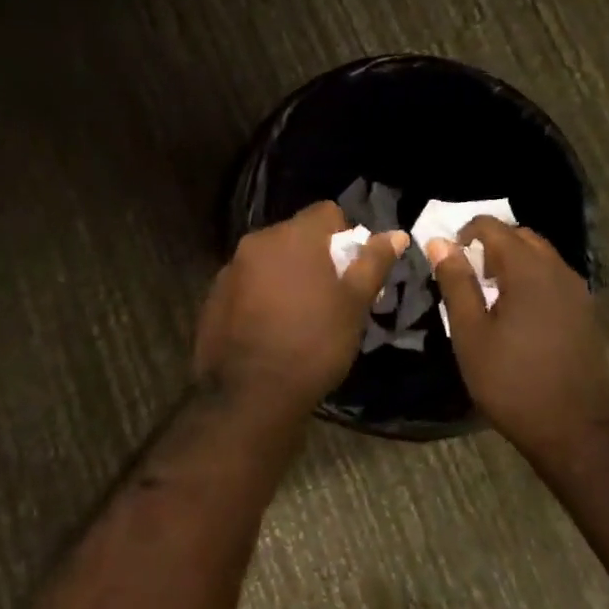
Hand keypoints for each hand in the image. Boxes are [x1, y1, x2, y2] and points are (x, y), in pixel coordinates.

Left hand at [195, 202, 406, 418]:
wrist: (250, 396)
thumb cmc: (314, 344)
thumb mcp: (354, 305)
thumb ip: (373, 263)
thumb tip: (395, 234)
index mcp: (293, 236)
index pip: (326, 212)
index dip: (345, 235)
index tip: (352, 269)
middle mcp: (257, 242)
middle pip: (296, 235)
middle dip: (315, 256)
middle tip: (331, 295)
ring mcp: (230, 269)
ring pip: (270, 260)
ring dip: (287, 275)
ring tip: (300, 315)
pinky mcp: (213, 297)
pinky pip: (247, 283)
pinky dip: (261, 295)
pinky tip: (270, 328)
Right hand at [429, 219, 608, 453]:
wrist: (577, 431)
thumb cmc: (513, 382)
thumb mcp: (470, 333)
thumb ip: (456, 282)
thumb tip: (439, 242)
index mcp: (528, 269)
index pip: (494, 227)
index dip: (465, 233)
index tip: (448, 260)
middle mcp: (558, 270)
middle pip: (521, 237)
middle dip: (490, 244)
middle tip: (466, 275)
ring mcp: (577, 292)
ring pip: (540, 256)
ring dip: (512, 262)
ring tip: (488, 294)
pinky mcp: (585, 313)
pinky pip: (553, 278)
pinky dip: (531, 279)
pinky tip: (516, 313)